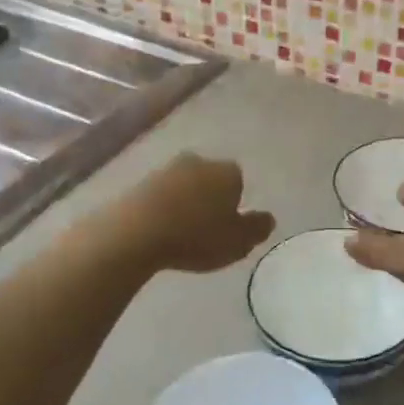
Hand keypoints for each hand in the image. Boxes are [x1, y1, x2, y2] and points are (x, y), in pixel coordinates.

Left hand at [121, 154, 274, 273]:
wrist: (135, 232)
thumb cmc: (196, 236)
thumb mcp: (237, 242)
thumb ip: (257, 229)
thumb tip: (268, 217)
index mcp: (228, 171)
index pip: (239, 182)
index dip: (236, 204)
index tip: (228, 226)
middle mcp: (199, 162)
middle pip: (210, 180)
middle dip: (210, 199)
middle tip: (206, 230)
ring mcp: (165, 169)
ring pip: (184, 186)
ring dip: (184, 204)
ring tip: (180, 234)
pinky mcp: (139, 183)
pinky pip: (159, 197)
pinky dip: (162, 210)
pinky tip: (158, 232)